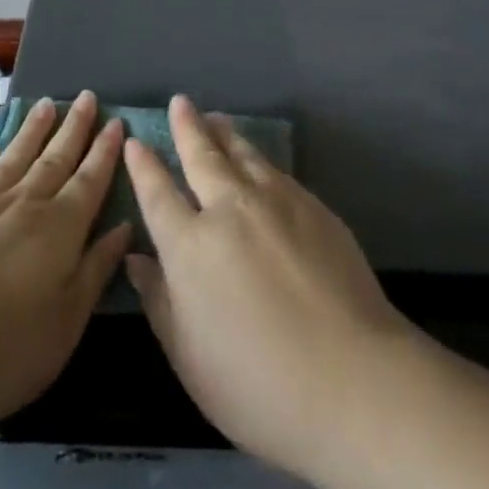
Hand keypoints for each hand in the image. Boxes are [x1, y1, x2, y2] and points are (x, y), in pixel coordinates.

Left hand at [0, 91, 129, 425]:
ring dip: (32, 130)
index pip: (90, 180)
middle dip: (74, 128)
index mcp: (61, 228)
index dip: (105, 151)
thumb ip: (96, 269)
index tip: (116, 121)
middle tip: (86, 96)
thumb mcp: (67, 320)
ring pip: (14, 157)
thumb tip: (125, 226)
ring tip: (46, 104)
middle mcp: (25, 204)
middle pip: (55, 158)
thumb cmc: (6, 345)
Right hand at [124, 96, 413, 477]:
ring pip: (242, 154)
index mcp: (190, 246)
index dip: (144, 166)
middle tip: (180, 103)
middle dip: (187, 127)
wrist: (353, 378)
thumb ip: (160, 301)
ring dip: (224, 134)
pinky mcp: (312, 206)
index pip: (158, 193)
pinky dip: (257, 157)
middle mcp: (228, 209)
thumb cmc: (257, 385)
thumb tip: (137, 259)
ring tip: (216, 118)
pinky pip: (275, 170)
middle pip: (202, 157)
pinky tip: (258, 160)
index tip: (135, 141)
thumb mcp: (189, 357)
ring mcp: (274, 202)